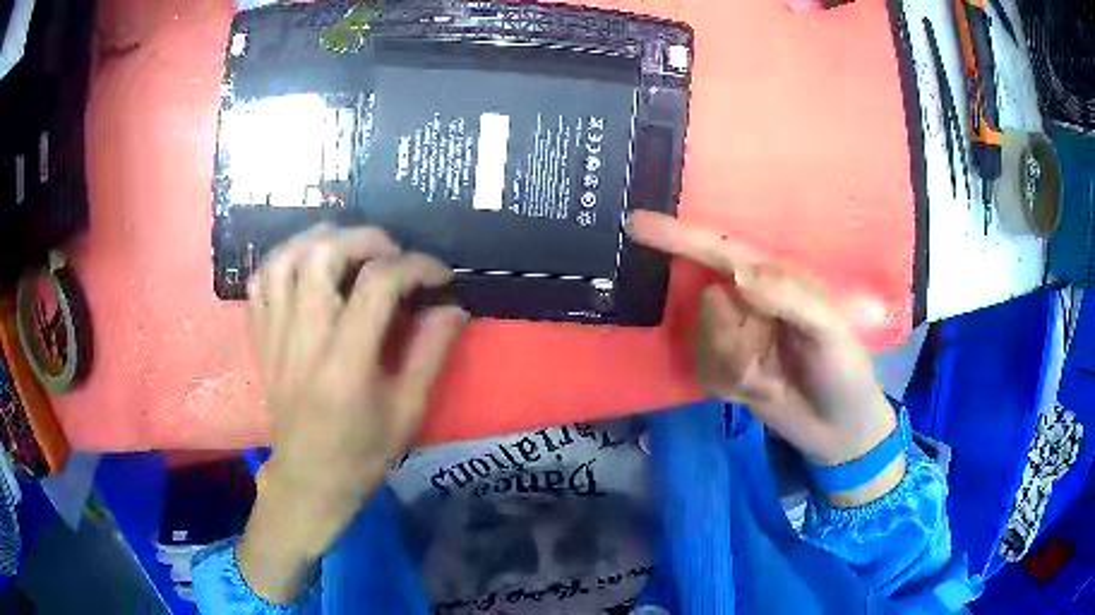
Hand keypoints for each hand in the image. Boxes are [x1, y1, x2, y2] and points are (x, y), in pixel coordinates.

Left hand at [238, 224, 466, 602]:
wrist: (308, 479)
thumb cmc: (361, 453)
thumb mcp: (408, 413)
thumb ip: (430, 354)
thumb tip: (453, 307)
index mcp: (345, 365)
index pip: (377, 286)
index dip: (415, 266)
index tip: (440, 275)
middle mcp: (304, 340)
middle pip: (321, 255)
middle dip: (363, 238)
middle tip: (390, 251)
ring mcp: (275, 336)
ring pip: (285, 259)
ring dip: (320, 239)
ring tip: (348, 247)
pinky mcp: (261, 338)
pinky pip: (261, 281)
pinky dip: (285, 260)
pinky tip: (308, 268)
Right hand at [628, 211, 901, 506]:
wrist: (839, 431)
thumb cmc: (844, 370)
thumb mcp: (830, 330)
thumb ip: (788, 297)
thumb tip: (735, 274)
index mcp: (774, 279)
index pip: (720, 251)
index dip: (679, 236)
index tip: (636, 224)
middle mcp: (748, 302)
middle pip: (708, 305)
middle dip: (733, 336)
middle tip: (769, 357)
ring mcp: (735, 338)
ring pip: (704, 343)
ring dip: (736, 366)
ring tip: (770, 379)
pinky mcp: (725, 371)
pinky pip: (704, 372)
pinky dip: (730, 386)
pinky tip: (760, 391)